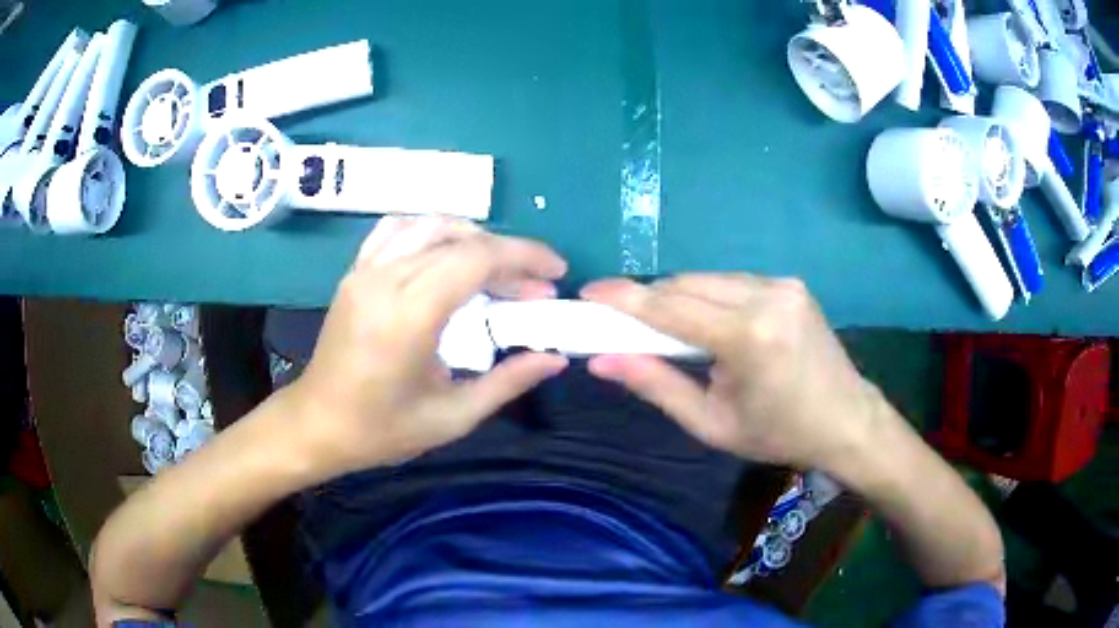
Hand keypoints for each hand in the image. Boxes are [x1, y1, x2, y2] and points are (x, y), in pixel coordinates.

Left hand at [284, 217, 569, 477]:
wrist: (318, 424)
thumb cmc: (382, 429)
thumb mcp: (452, 417)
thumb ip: (508, 382)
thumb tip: (556, 357)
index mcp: (409, 315)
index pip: (476, 258)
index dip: (524, 257)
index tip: (555, 274)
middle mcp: (385, 279)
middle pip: (459, 238)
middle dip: (508, 253)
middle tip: (534, 286)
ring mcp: (365, 270)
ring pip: (429, 224)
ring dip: (473, 238)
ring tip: (497, 269)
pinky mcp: (355, 271)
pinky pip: (397, 229)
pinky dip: (431, 231)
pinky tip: (446, 254)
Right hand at [581, 275, 882, 469]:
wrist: (846, 419)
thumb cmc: (778, 434)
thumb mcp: (712, 424)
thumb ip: (657, 386)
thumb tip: (602, 361)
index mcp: (748, 337)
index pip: (671, 307)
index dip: (624, 299)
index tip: (588, 293)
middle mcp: (766, 296)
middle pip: (686, 285)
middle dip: (648, 300)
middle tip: (619, 320)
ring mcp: (782, 284)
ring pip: (707, 279)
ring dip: (677, 297)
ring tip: (661, 327)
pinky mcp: (790, 283)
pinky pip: (731, 282)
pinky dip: (706, 296)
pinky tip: (703, 322)